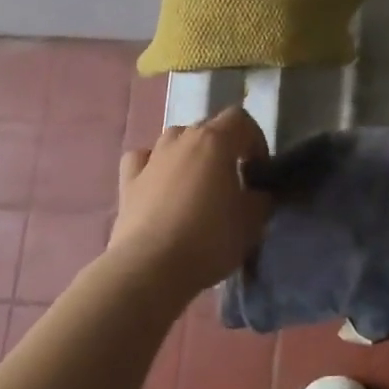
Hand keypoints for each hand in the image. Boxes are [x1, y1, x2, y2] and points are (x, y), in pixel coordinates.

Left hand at [111, 107, 271, 298]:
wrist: (150, 268)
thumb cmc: (209, 239)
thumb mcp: (252, 222)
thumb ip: (260, 199)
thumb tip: (256, 194)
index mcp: (215, 141)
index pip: (240, 119)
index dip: (255, 139)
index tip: (258, 170)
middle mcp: (181, 140)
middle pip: (207, 128)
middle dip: (224, 148)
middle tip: (232, 181)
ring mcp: (151, 158)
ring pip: (175, 140)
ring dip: (190, 154)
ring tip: (197, 185)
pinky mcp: (128, 182)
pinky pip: (143, 160)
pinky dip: (153, 166)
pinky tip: (159, 184)